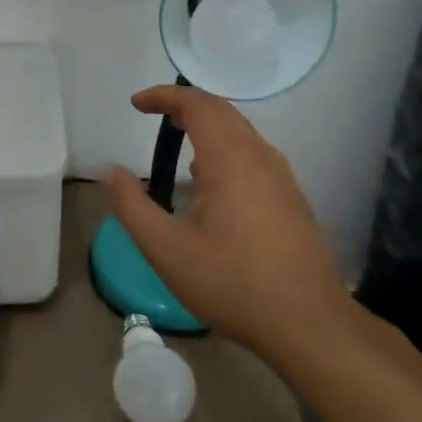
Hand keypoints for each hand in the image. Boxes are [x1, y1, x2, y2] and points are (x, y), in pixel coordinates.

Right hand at [106, 84, 350, 360]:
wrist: (310, 325)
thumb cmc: (233, 284)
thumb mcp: (166, 250)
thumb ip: (132, 206)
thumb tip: (111, 171)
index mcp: (231, 160)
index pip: (198, 105)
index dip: (164, 97)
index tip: (136, 104)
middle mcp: (260, 158)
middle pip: (222, 112)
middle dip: (185, 105)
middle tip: (153, 114)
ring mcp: (281, 178)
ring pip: (241, 132)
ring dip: (207, 126)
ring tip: (177, 140)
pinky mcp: (291, 199)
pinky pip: (253, 154)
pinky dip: (224, 147)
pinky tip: (209, 182)